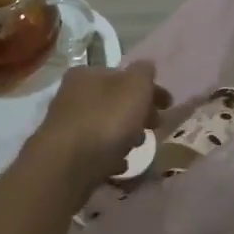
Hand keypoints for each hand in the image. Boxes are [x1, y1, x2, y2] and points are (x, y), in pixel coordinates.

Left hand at [27, 61, 166, 198]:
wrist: (66, 166)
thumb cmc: (105, 121)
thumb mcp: (134, 88)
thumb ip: (144, 73)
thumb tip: (146, 66)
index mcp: (87, 73)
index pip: (124, 76)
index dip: (149, 89)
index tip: (168, 106)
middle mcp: (72, 94)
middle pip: (115, 101)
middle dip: (138, 114)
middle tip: (154, 128)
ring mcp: (67, 125)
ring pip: (105, 125)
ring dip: (125, 135)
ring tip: (135, 148)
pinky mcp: (65, 153)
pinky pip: (95, 150)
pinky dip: (109, 154)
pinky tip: (118, 165)